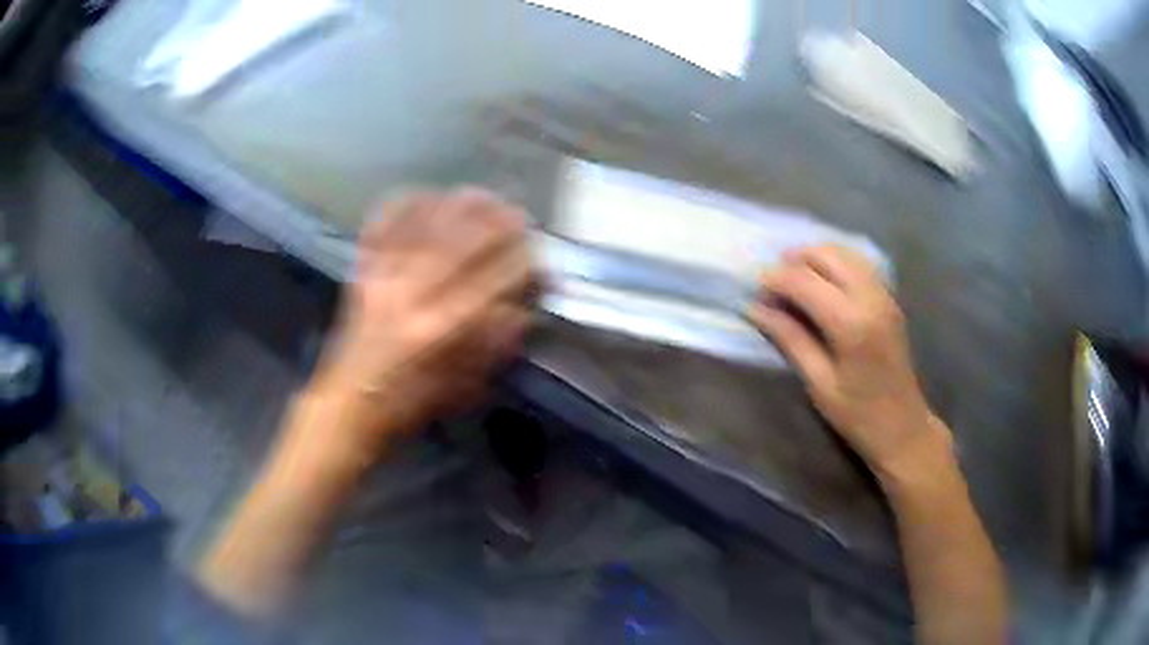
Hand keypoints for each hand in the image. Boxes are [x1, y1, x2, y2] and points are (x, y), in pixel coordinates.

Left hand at [314, 188, 533, 456]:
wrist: (352, 400)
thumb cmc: (410, 401)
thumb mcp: (464, 384)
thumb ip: (496, 344)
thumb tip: (523, 309)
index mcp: (444, 327)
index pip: (496, 279)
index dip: (524, 263)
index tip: (539, 256)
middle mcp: (415, 292)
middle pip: (463, 240)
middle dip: (497, 221)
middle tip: (518, 213)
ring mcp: (385, 275)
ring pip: (427, 223)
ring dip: (458, 204)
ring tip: (482, 195)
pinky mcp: (364, 269)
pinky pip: (383, 224)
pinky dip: (404, 203)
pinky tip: (425, 195)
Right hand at [748, 245, 940, 475]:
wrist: (903, 427)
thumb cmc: (857, 415)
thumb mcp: (818, 383)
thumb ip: (789, 339)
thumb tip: (756, 309)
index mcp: (851, 323)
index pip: (804, 281)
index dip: (774, 280)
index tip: (754, 293)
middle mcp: (870, 297)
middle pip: (825, 255)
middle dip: (793, 261)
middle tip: (772, 286)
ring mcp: (883, 293)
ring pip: (843, 252)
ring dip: (813, 258)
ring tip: (793, 281)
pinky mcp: (889, 297)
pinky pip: (857, 263)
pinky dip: (834, 262)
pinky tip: (821, 282)